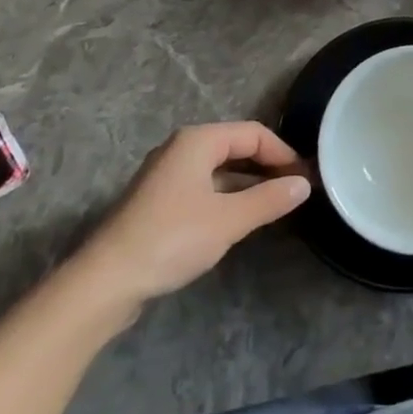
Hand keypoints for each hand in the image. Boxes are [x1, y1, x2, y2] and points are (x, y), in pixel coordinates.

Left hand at [82, 122, 310, 306]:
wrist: (107, 280)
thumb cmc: (172, 239)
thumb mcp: (228, 220)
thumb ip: (269, 199)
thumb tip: (303, 184)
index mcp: (198, 141)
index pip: (253, 133)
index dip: (282, 152)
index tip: (305, 178)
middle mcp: (181, 148)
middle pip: (235, 146)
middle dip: (267, 165)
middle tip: (295, 190)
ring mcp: (167, 174)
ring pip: (219, 168)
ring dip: (248, 182)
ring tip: (275, 204)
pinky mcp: (159, 200)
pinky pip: (204, 186)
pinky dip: (227, 195)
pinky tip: (240, 218)